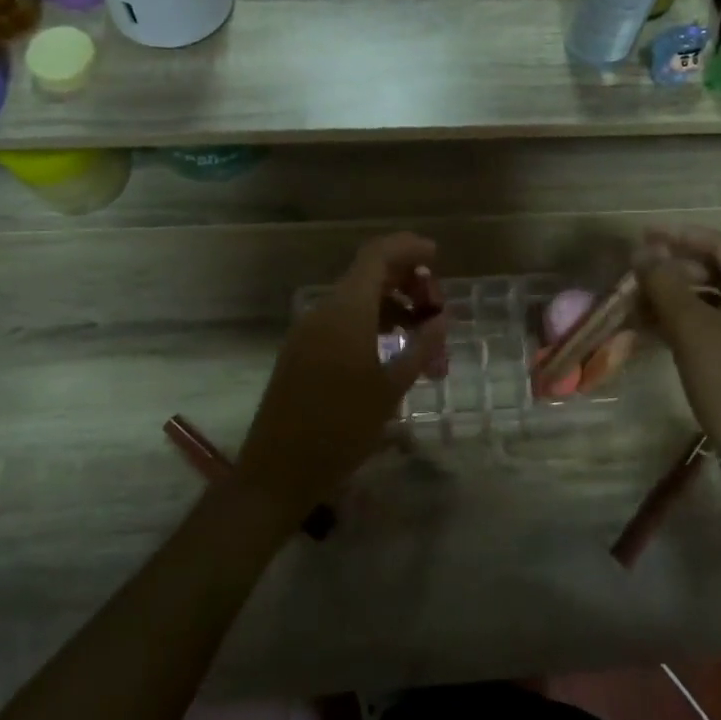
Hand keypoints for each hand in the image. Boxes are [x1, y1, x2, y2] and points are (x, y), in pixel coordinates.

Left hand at [237, 233, 447, 522]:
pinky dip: (373, 328)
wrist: (278, 471)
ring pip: (358, 303)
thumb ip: (421, 347)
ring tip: (426, 349)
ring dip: (395, 313)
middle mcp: (324, 311)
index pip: (377, 256)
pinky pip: (343, 323)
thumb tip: (442, 318)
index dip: (408, 248)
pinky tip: (394, 357)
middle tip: (438, 315)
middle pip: (369, 276)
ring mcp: (309, 332)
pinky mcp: (302, 352)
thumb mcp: (391, 389)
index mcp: (346, 311)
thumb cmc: (341, 429)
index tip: (438, 256)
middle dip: (408, 285)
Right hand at [634, 226, 720, 459]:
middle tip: (634, 272)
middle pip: (715, 271)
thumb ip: (664, 283)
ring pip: (711, 299)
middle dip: (672, 270)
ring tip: (636, 302)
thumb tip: (642, 251)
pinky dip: (684, 321)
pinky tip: (653, 328)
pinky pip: (714, 324)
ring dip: (674, 297)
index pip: (718, 245)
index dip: (677, 237)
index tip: (641, 235)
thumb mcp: (691, 327)